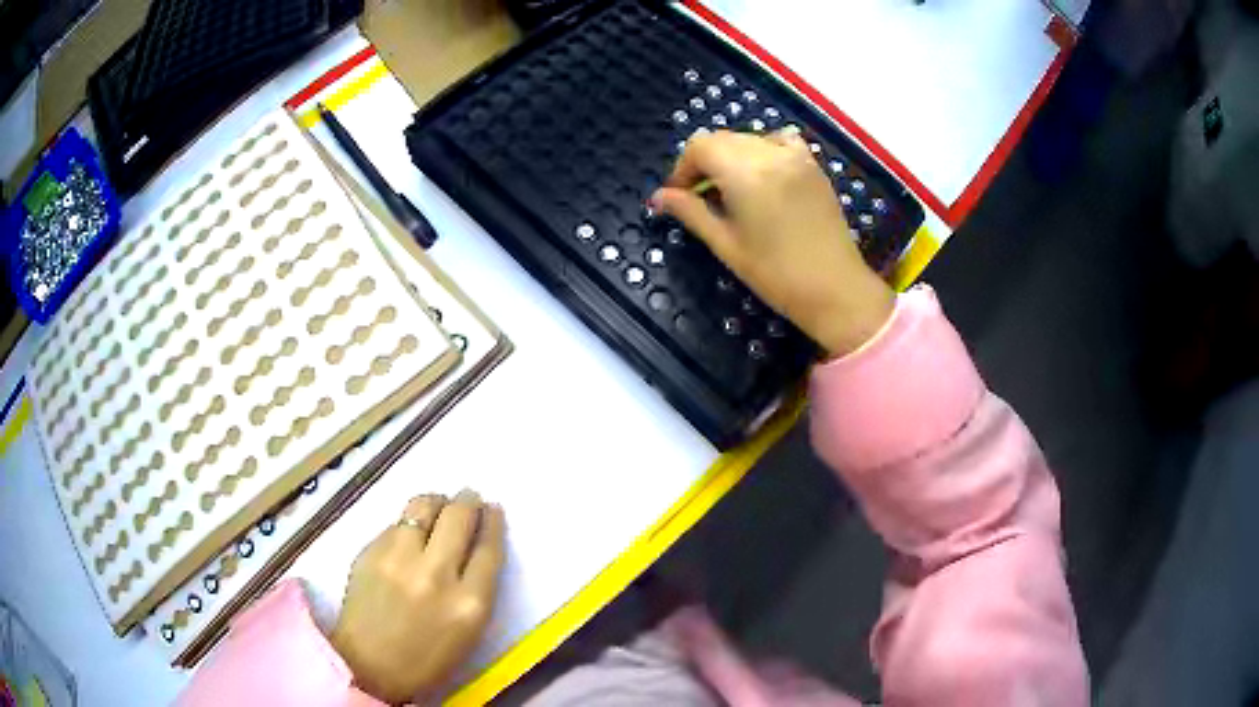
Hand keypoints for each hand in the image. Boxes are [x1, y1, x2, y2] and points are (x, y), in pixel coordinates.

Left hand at [331, 490, 505, 703]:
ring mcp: (398, 560)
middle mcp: (436, 575)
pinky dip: (409, 524)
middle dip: (468, 501)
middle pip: (458, 517)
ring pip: (423, 507)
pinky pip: (396, 524)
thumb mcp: (469, 629)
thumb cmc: (427, 657)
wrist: (369, 665)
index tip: (493, 509)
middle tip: (469, 497)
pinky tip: (409, 533)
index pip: (488, 548)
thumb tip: (476, 544)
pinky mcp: (370, 552)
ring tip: (439, 505)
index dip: (493, 522)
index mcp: (469, 603)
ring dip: (437, 501)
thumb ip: (476, 586)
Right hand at [650, 129, 894, 356]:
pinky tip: (762, 174)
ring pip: (748, 139)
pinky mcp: (813, 166)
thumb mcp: (726, 245)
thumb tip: (658, 198)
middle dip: (703, 162)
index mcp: (745, 173)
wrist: (836, 289)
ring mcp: (796, 157)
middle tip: (699, 197)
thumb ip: (691, 213)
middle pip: (722, 139)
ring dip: (730, 156)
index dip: (682, 168)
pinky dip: (763, 150)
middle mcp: (770, 154)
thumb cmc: (776, 275)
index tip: (678, 196)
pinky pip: (779, 142)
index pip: (700, 147)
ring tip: (730, 190)